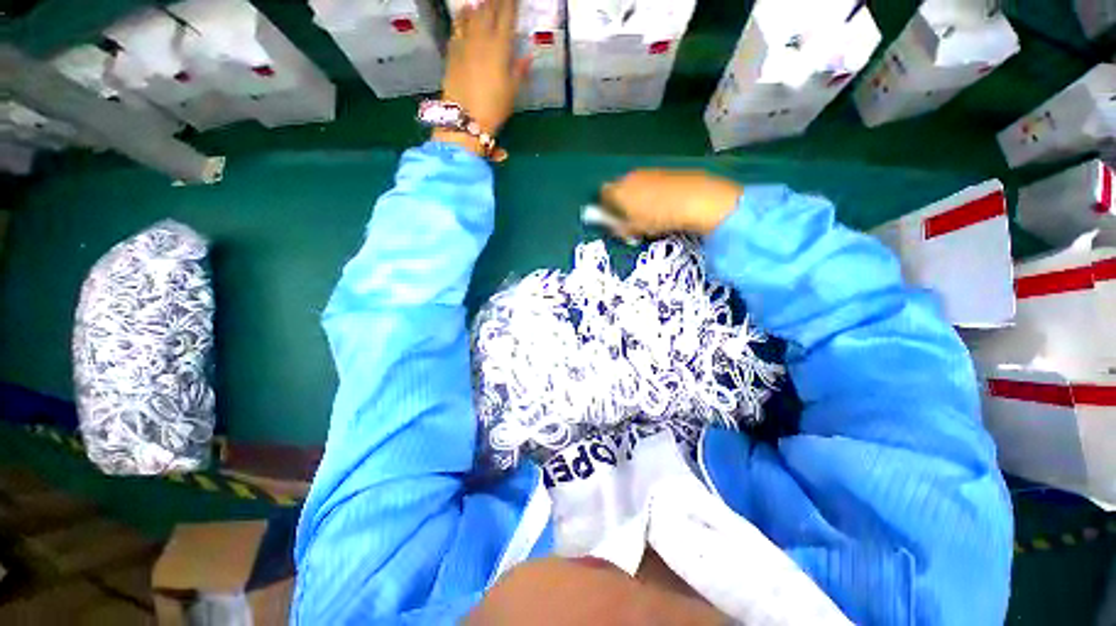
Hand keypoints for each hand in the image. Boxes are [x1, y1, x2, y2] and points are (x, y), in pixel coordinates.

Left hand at [436, 0, 528, 153]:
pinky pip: (457, 27)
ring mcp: (464, 43)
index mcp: (500, 46)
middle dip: (495, 1)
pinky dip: (461, 17)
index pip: (507, 16)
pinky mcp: (452, 51)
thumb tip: (528, 56)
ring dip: (479, 6)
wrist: (465, 117)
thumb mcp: (512, 92)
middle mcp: (481, 38)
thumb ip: (519, 71)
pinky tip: (464, 13)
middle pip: (488, 10)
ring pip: (471, 15)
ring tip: (482, 2)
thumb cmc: (494, 107)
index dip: (511, 3)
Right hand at [600, 170, 744, 237]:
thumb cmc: (658, 218)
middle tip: (630, 217)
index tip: (612, 218)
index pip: (603, 194)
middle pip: (619, 187)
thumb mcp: (635, 229)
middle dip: (621, 200)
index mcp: (619, 190)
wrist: (694, 199)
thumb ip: (619, 227)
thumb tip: (614, 226)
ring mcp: (649, 171)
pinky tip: (664, 204)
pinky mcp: (665, 170)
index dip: (605, 206)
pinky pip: (652, 182)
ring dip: (638, 196)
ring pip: (636, 184)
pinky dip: (653, 191)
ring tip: (649, 212)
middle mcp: (630, 177)